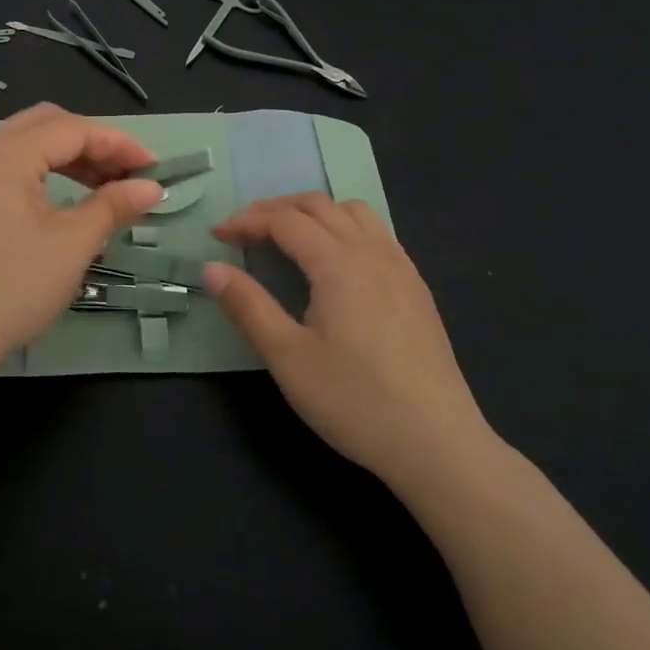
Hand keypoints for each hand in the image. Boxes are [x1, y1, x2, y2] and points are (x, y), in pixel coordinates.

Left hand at [0, 104, 161, 398]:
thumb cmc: (8, 290)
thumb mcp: (71, 246)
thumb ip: (113, 206)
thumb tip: (151, 187)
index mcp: (3, 154)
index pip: (72, 130)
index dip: (119, 145)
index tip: (153, 169)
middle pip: (43, 125)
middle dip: (91, 144)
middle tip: (126, 175)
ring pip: (18, 144)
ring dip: (62, 157)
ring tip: (98, 188)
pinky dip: (32, 173)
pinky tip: (53, 201)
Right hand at [205, 193, 494, 486]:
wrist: (438, 444)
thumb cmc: (355, 401)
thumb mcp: (288, 358)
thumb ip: (247, 306)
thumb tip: (211, 268)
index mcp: (338, 264)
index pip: (285, 220)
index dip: (247, 221)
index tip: (217, 235)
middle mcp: (372, 252)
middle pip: (318, 206)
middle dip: (275, 209)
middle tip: (243, 231)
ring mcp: (401, 268)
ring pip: (353, 212)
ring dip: (313, 212)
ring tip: (287, 236)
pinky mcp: (417, 289)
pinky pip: (377, 233)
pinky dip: (344, 227)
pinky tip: (336, 262)